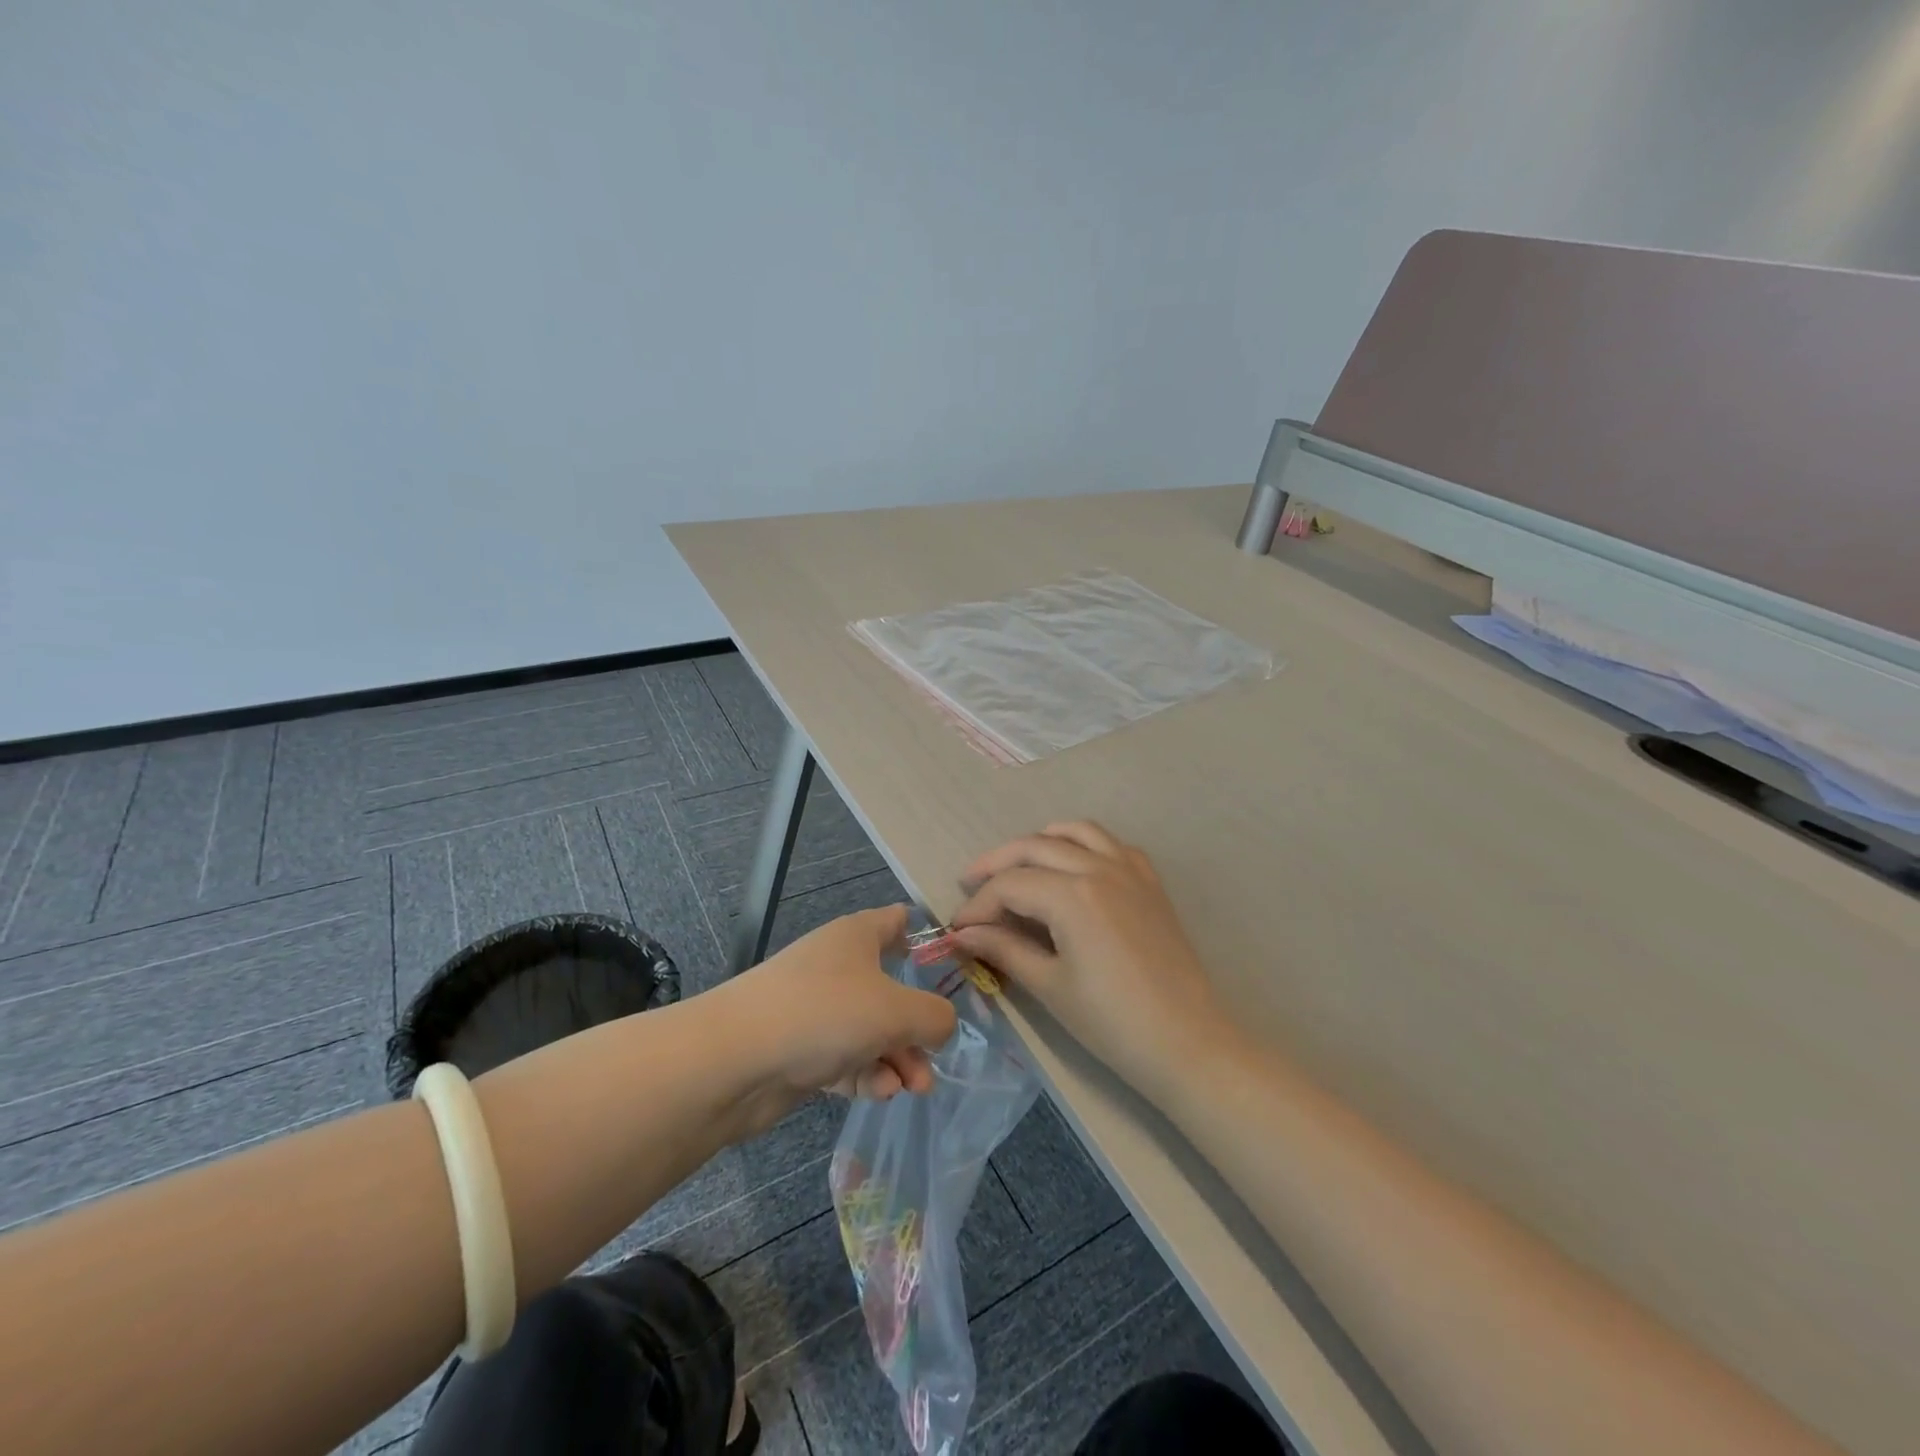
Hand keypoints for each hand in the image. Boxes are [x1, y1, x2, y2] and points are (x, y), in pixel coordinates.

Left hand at [725, 906, 957, 1122]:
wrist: (735, 1059)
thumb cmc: (825, 1013)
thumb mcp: (897, 1011)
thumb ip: (934, 1016)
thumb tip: (942, 1025)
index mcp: (857, 936)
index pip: (896, 921)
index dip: (924, 937)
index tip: (950, 967)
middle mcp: (836, 966)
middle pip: (889, 989)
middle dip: (916, 1027)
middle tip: (932, 1059)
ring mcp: (814, 1008)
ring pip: (869, 1030)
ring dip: (896, 1058)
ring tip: (913, 1088)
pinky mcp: (798, 1049)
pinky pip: (843, 1058)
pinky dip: (864, 1074)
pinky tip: (878, 1093)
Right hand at [950, 822, 1232, 1099]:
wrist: (1188, 1043)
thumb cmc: (1112, 1022)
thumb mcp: (1050, 986)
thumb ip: (1004, 949)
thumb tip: (963, 934)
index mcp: (1072, 895)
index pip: (1009, 885)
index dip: (977, 905)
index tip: (958, 930)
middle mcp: (1099, 867)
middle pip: (1034, 847)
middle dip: (996, 864)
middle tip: (970, 884)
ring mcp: (1129, 869)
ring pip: (1074, 832)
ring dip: (1039, 842)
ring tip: (1017, 866)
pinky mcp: (1149, 882)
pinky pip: (1110, 844)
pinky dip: (1083, 844)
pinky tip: (1072, 868)